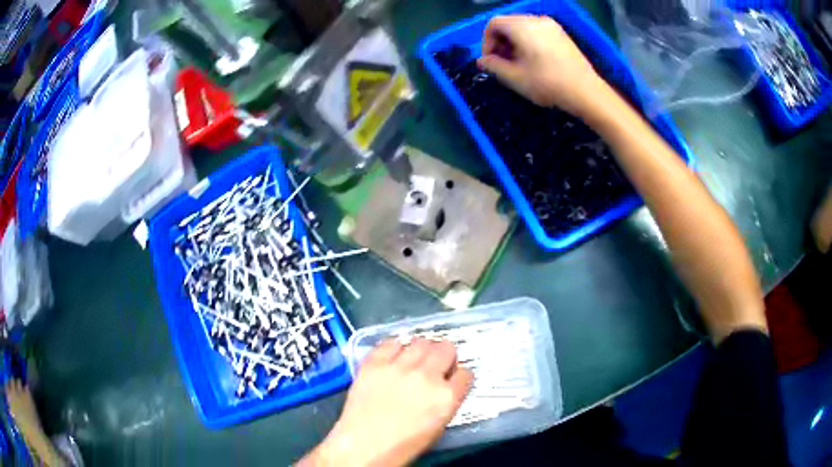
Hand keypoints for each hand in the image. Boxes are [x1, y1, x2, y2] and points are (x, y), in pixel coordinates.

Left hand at [299, 338, 472, 466]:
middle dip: (445, 356)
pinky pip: (390, 343)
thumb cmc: (404, 444)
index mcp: (447, 397)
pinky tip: (393, 357)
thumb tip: (445, 386)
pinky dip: (395, 348)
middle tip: (435, 366)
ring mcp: (399, 367)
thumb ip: (446, 401)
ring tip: (414, 360)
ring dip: (422, 350)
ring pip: (421, 342)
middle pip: (447, 348)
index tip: (452, 379)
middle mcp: (427, 376)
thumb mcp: (438, 426)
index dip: (459, 376)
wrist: (364, 446)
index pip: (466, 373)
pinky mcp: (375, 363)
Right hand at [477, 15, 605, 116]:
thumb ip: (493, 66)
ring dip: (514, 43)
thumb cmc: (548, 84)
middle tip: (502, 64)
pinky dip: (529, 42)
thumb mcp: (514, 78)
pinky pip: (537, 32)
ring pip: (523, 27)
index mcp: (522, 27)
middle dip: (500, 42)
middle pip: (508, 23)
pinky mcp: (562, 34)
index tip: (490, 61)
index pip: (493, 23)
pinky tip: (534, 61)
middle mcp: (536, 20)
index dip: (486, 41)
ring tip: (518, 64)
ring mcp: (552, 26)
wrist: (586, 92)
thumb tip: (482, 61)